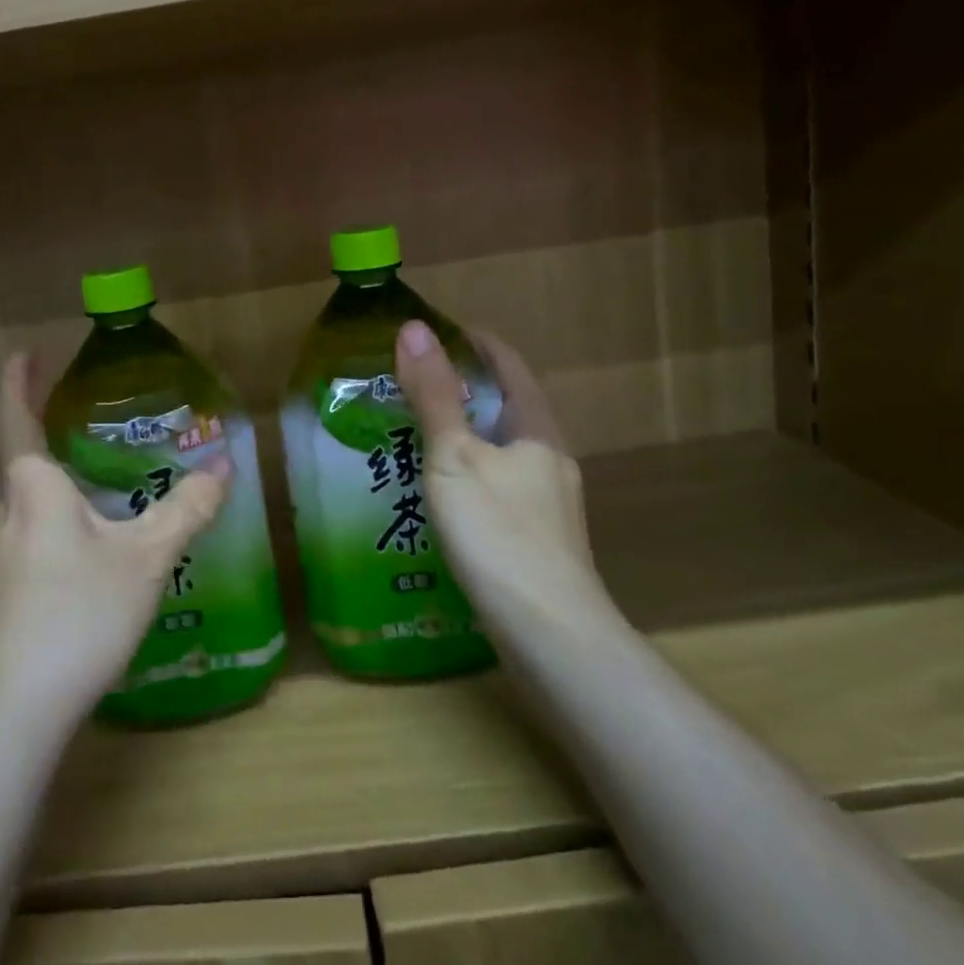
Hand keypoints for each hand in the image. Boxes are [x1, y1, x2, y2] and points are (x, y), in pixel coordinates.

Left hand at [0, 354, 232, 726]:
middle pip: (5, 456)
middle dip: (26, 425)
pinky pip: (10, 530)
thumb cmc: (79, 614)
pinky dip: (33, 512)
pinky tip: (63, 541)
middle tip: (59, 410)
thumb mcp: (147, 557)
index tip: (25, 353)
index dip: (17, 382)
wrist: (14, 710)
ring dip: (29, 473)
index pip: (14, 417)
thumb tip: (224, 467)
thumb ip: (186, 509)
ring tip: (67, 471)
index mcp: (30, 488)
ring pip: (6, 497)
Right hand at [393, 321, 612, 635]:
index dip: (474, 341)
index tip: (434, 331)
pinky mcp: (539, 540)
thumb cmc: (498, 533)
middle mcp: (550, 459)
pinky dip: (470, 472)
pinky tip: (442, 494)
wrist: (551, 636)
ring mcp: (549, 503)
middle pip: (508, 406)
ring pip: (503, 449)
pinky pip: (500, 485)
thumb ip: (434, 395)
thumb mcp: (455, 456)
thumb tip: (413, 328)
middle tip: (412, 383)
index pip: (508, 364)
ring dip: (466, 433)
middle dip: (465, 387)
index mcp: (537, 430)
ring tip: (418, 434)